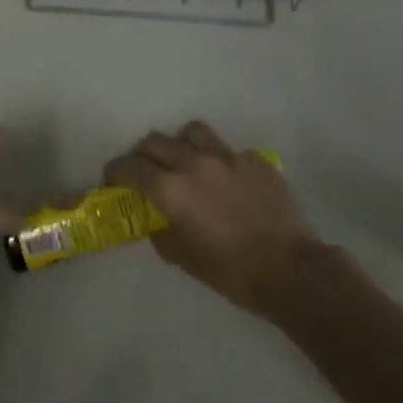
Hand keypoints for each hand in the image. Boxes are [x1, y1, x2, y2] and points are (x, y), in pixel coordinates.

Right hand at [105, 122, 320, 313]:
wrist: (290, 270)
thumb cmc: (231, 271)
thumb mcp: (183, 258)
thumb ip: (162, 231)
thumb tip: (158, 218)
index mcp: (171, 189)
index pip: (129, 166)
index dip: (115, 170)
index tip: (112, 179)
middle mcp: (194, 163)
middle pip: (155, 141)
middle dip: (142, 154)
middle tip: (144, 171)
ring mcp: (227, 157)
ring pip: (191, 131)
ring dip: (179, 143)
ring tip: (183, 161)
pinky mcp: (254, 160)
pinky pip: (227, 150)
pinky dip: (217, 160)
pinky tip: (225, 180)